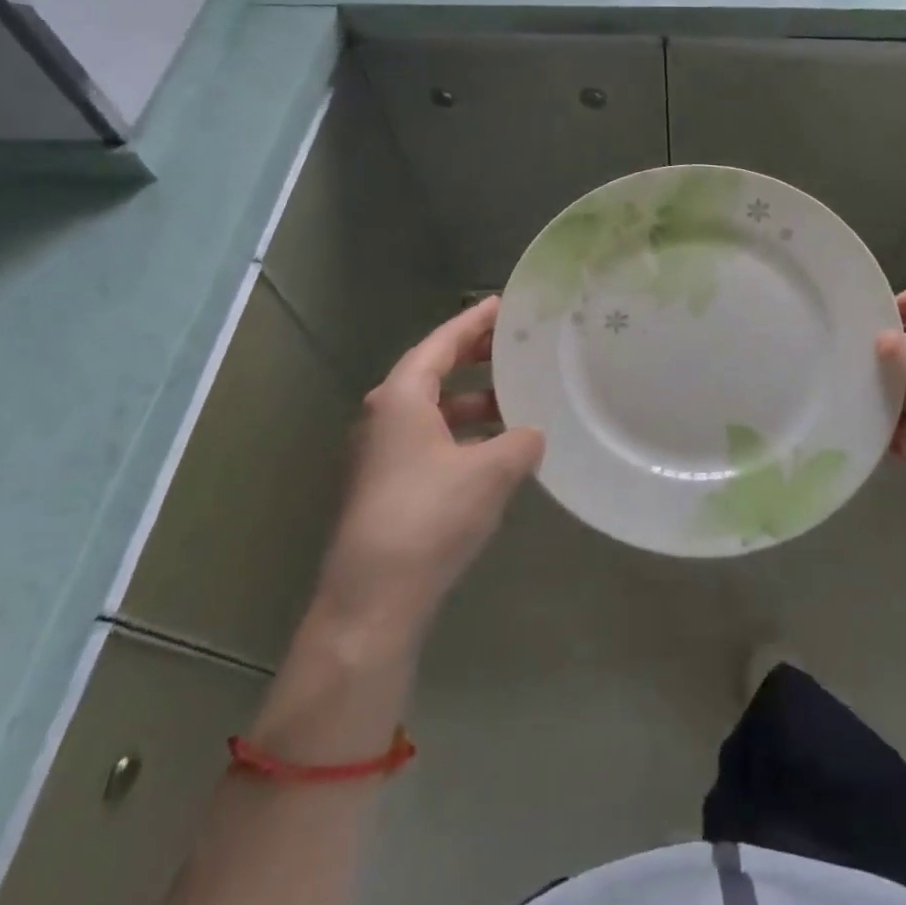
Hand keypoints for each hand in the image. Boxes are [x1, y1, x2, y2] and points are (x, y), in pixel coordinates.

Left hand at [310, 297, 543, 647]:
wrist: (372, 600)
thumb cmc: (429, 517)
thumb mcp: (490, 472)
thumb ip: (520, 443)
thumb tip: (533, 435)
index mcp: (402, 397)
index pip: (442, 342)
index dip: (475, 322)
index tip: (504, 304)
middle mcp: (385, 415)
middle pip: (434, 370)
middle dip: (474, 356)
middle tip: (514, 344)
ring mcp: (382, 452)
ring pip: (433, 408)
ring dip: (471, 399)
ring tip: (514, 397)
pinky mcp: (387, 484)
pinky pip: (430, 438)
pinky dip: (462, 432)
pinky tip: (494, 448)